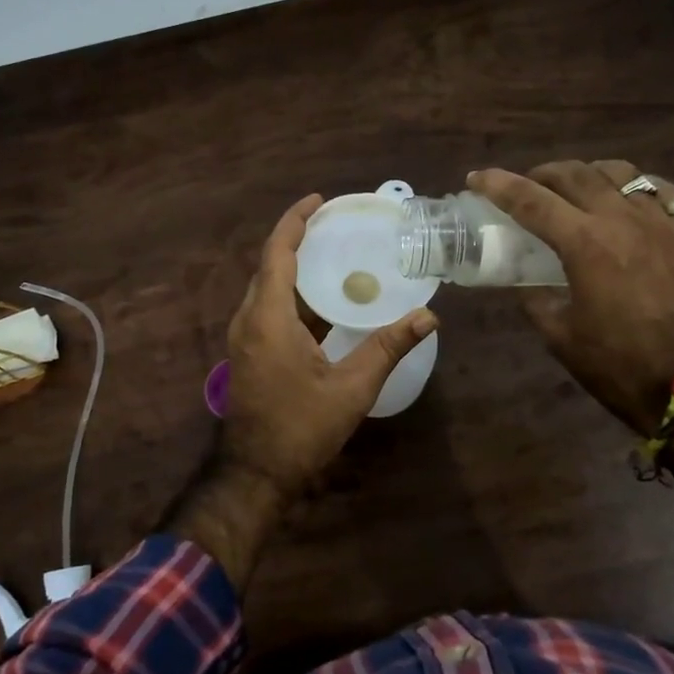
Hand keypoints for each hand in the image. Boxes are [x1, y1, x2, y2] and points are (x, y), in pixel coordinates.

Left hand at [221, 195, 437, 494]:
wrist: (256, 473)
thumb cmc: (301, 428)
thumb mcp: (351, 389)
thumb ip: (388, 348)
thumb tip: (428, 318)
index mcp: (268, 318)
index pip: (278, 252)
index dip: (295, 221)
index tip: (319, 200)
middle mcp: (249, 319)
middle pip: (270, 265)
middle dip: (298, 239)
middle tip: (335, 225)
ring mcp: (245, 337)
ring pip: (268, 288)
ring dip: (296, 267)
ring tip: (334, 254)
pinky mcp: (249, 352)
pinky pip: (269, 309)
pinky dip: (294, 295)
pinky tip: (325, 301)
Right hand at [470, 161, 673, 431]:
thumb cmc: (618, 364)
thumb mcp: (559, 336)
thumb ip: (536, 299)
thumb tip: (527, 282)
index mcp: (584, 244)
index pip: (531, 200)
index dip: (498, 185)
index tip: (476, 178)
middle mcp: (622, 220)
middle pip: (574, 174)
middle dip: (541, 174)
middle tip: (527, 187)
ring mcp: (661, 222)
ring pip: (619, 172)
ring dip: (587, 174)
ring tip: (576, 188)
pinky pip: (660, 191)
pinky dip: (635, 187)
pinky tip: (627, 201)